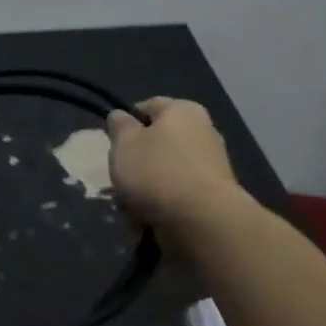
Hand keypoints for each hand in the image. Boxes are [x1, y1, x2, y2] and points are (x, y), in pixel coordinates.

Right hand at [105, 97, 244, 235]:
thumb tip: (121, 114)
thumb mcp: (124, 144)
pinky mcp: (212, 194)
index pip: (148, 106)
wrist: (201, 220)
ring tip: (130, 207)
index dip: (126, 122)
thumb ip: (119, 127)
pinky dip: (160, 204)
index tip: (113, 144)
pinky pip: (176, 193)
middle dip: (135, 163)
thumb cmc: (155, 172)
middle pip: (156, 143)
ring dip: (144, 188)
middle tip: (119, 179)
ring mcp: (210, 164)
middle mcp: (202, 131)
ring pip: (163, 171)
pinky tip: (147, 219)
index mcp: (182, 111)